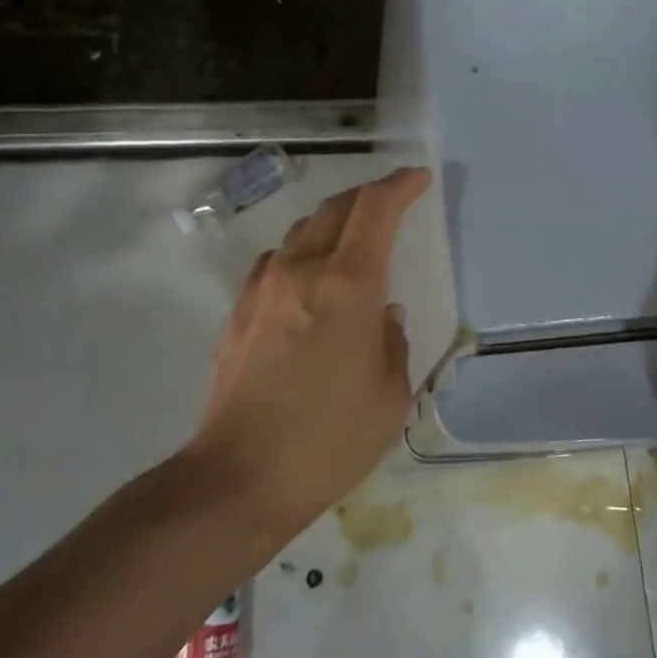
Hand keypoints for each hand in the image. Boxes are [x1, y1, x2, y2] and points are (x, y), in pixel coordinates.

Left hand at [193, 166, 431, 533]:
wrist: (239, 477)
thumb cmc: (329, 439)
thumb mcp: (390, 394)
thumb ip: (393, 340)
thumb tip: (383, 313)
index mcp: (349, 284)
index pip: (375, 209)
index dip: (400, 186)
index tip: (418, 179)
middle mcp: (303, 270)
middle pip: (335, 207)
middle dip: (368, 196)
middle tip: (392, 203)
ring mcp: (263, 287)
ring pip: (301, 230)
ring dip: (332, 223)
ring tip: (352, 241)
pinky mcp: (238, 311)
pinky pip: (275, 261)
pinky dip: (300, 253)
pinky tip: (307, 281)